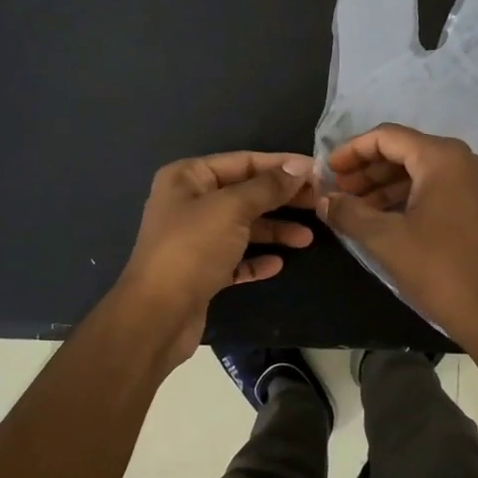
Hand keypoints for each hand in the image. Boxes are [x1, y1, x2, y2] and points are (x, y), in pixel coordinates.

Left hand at [114, 151, 317, 366]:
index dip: (280, 165)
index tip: (317, 172)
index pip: (242, 161)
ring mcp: (193, 239)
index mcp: (187, 177)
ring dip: (274, 230)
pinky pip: (235, 258)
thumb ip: (267, 187)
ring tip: (307, 239)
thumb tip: (299, 167)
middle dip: (281, 199)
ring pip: (242, 227)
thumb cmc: (192, 249)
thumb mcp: (232, 209)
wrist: (157, 315)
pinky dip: (256, 259)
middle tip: (319, 203)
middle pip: (244, 194)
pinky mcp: (200, 271)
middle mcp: (188, 203)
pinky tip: (277, 264)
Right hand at [318, 124, 477, 348]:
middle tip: (338, 191)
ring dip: (386, 184)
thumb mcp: (384, 239)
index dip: (352, 150)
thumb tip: (324, 199)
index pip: (388, 137)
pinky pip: (440, 186)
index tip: (328, 171)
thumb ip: (348, 212)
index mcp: (444, 158)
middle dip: (368, 169)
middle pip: (406, 150)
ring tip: (355, 207)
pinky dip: (410, 196)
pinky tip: (384, 217)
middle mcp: (467, 160)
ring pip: (422, 170)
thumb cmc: (438, 271)